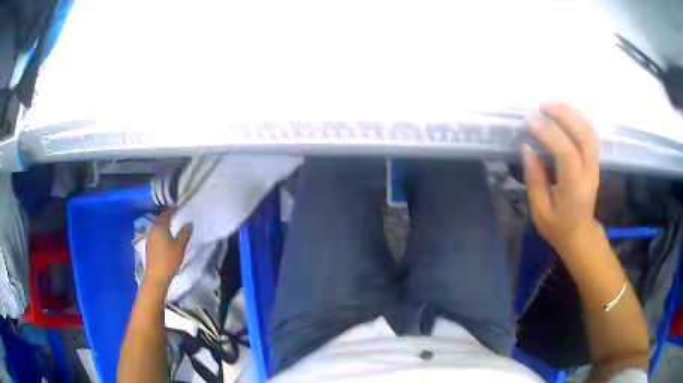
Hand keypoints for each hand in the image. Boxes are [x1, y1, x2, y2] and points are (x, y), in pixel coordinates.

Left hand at [145, 210, 192, 285]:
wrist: (156, 276)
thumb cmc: (169, 259)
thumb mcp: (180, 246)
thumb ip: (184, 233)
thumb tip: (189, 223)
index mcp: (160, 227)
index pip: (166, 214)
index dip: (172, 210)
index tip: (178, 208)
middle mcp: (152, 230)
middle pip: (160, 221)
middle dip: (167, 218)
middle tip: (176, 218)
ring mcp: (149, 239)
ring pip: (157, 229)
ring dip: (164, 228)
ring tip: (172, 229)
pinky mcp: (149, 247)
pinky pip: (156, 236)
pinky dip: (161, 235)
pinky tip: (166, 241)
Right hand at [523, 103, 600, 253]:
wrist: (580, 234)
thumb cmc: (557, 226)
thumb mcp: (540, 211)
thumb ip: (535, 180)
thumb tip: (527, 148)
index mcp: (574, 189)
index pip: (567, 153)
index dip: (549, 134)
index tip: (529, 122)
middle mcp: (589, 172)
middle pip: (583, 135)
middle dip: (563, 115)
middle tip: (541, 106)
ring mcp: (594, 165)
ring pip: (589, 130)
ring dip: (571, 113)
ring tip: (551, 106)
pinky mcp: (594, 160)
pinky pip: (590, 132)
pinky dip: (578, 118)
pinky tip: (564, 114)